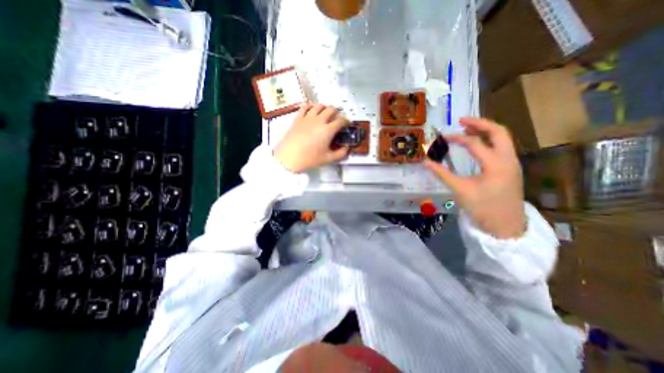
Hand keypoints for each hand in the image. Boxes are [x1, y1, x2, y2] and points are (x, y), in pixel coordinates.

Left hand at [274, 104, 351, 173]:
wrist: (289, 157)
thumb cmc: (310, 159)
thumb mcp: (328, 159)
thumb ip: (341, 153)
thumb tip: (347, 148)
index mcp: (328, 130)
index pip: (341, 121)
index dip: (346, 121)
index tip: (347, 124)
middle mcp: (319, 120)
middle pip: (331, 109)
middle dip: (337, 112)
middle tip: (337, 118)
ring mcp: (307, 118)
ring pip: (319, 106)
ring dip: (325, 107)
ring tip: (326, 113)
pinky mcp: (298, 118)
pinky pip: (305, 107)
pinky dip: (311, 106)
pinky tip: (312, 109)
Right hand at [425, 116, 524, 239]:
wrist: (506, 228)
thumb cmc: (483, 209)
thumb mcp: (460, 190)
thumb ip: (442, 174)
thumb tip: (426, 162)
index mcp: (496, 164)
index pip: (475, 143)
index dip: (457, 138)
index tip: (443, 137)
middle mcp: (508, 159)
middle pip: (498, 132)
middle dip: (480, 123)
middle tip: (462, 121)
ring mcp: (512, 164)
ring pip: (503, 139)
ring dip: (486, 131)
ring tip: (468, 129)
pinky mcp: (510, 170)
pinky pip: (502, 148)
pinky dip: (490, 141)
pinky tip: (478, 145)